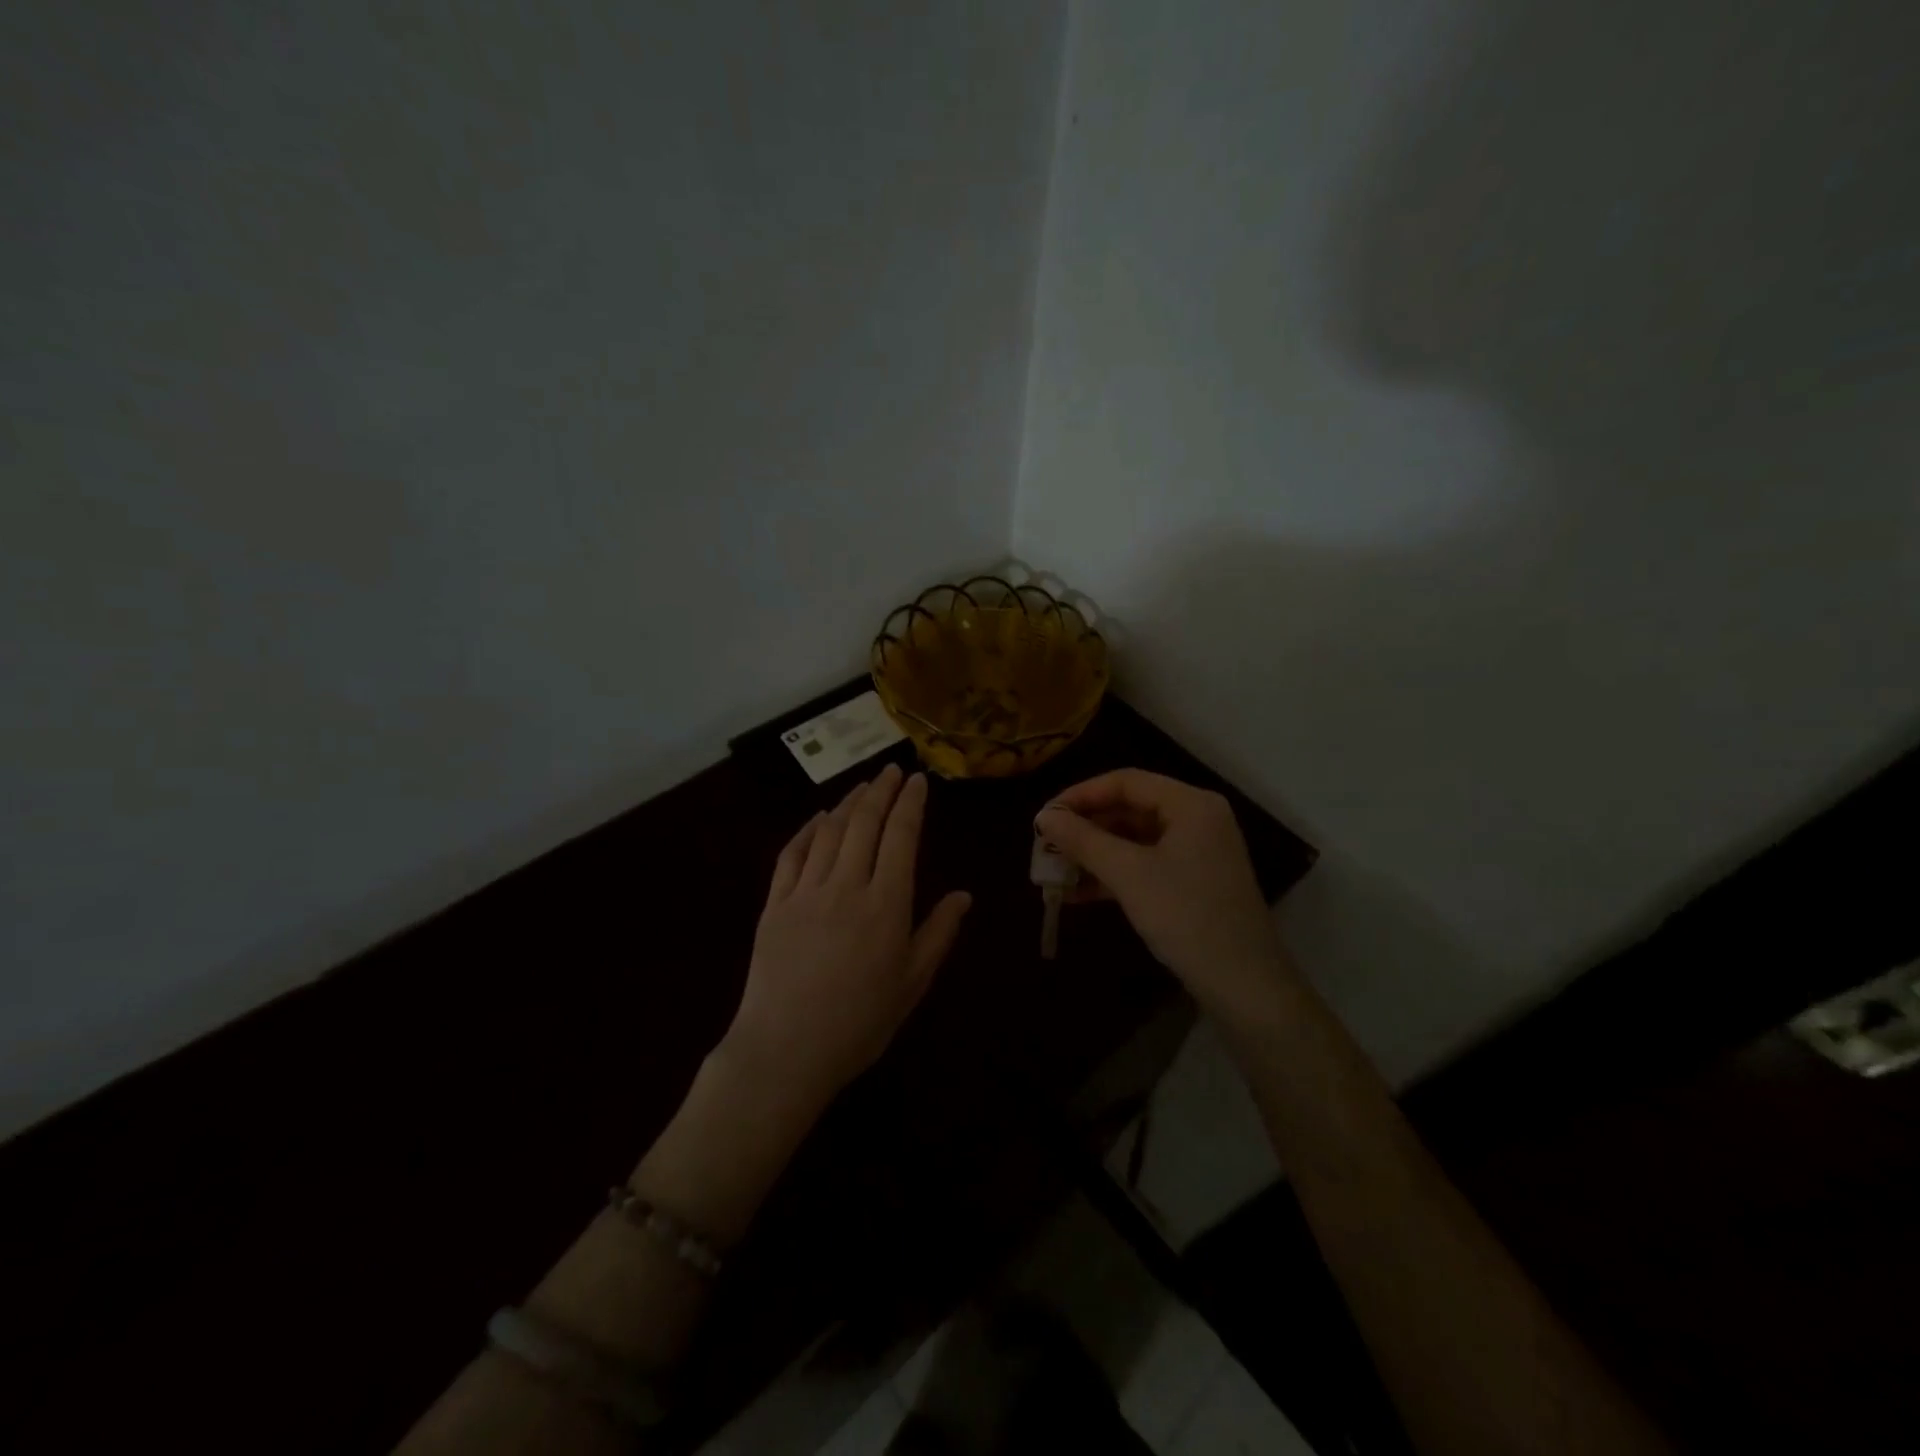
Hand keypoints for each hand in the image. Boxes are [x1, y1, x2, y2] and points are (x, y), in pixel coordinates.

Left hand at [722, 763, 971, 1110]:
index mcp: (886, 904)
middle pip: (864, 823)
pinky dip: (807, 830)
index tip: (918, 781)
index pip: (901, 837)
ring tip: (863, 787)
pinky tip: (818, 818)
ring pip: (828, 831)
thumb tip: (964, 895)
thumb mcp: (912, 983)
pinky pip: (791, 854)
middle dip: (881, 791)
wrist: (785, 1051)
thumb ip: (938, 933)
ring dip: (847, 803)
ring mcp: (805, 892)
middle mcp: (846, 886)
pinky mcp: (774, 904)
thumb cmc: (859, 1023)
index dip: (911, 803)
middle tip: (892, 770)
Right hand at [1036, 770, 1294, 1027]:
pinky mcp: (1192, 882)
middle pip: (1129, 808)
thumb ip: (1083, 840)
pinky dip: (1113, 874)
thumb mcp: (1128, 875)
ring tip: (1054, 870)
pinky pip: (1144, 865)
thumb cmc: (1187, 917)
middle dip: (1085, 827)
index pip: (1125, 781)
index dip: (1080, 795)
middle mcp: (1196, 819)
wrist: (1245, 986)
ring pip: (1134, 839)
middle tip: (1045, 844)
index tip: (1044, 817)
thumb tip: (1043, 817)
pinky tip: (1078, 893)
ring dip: (1094, 853)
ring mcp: (1196, 852)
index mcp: (1190, 804)